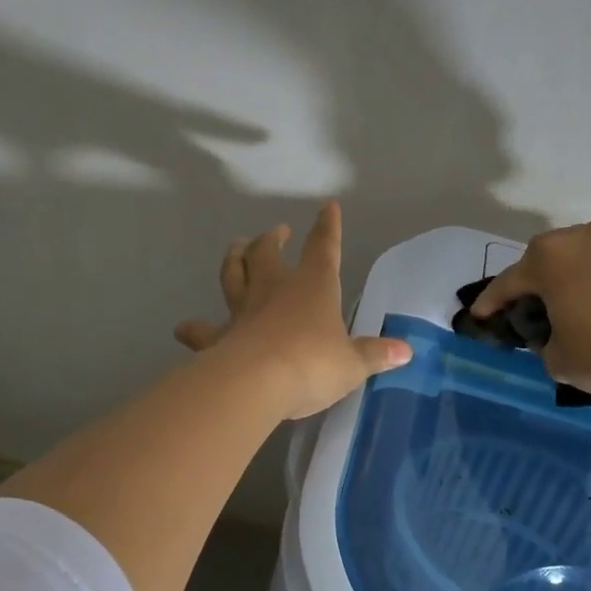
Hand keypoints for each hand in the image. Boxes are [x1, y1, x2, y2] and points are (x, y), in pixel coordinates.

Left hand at [175, 201, 410, 420]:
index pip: (323, 248)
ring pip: (233, 275)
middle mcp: (275, 290)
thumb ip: (375, 355)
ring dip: (234, 259)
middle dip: (272, 238)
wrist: (256, 383)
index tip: (327, 207)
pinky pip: (203, 330)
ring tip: (235, 248)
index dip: (327, 227)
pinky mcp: (219, 337)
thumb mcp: (352, 364)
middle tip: (275, 231)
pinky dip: (194, 329)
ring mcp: (243, 311)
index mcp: (313, 287)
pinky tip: (184, 328)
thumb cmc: (312, 365)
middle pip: (268, 253)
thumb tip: (406, 351)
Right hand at [470, 219, 590, 423]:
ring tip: (576, 307)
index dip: (491, 302)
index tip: (480, 316)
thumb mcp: (558, 359)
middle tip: (532, 308)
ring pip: (586, 258)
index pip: (508, 282)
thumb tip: (555, 334)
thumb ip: (545, 341)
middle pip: (548, 259)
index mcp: (550, 258)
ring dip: (575, 279)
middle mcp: (585, 237)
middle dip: (536, 282)